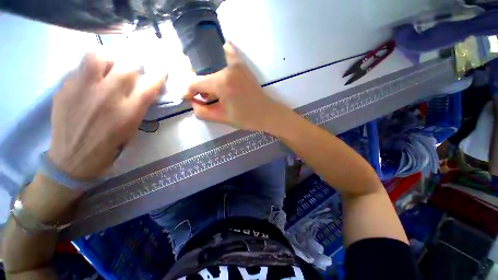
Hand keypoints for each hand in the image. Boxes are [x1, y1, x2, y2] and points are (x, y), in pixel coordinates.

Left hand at [49, 53, 165, 180]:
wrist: (73, 158)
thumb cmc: (109, 145)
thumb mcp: (131, 128)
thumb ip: (137, 107)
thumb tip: (142, 89)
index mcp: (128, 112)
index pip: (149, 86)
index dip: (158, 76)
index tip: (160, 72)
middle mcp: (106, 97)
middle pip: (127, 67)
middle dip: (135, 67)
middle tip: (133, 71)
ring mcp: (82, 90)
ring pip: (98, 57)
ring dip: (108, 60)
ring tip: (108, 68)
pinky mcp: (64, 89)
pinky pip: (79, 69)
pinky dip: (88, 71)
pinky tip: (88, 83)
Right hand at [183, 42, 290, 131]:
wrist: (266, 113)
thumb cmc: (246, 118)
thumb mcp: (222, 118)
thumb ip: (202, 112)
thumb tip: (192, 102)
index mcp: (222, 83)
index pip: (195, 82)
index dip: (188, 91)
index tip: (188, 98)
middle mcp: (226, 67)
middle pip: (200, 67)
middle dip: (195, 81)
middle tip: (200, 93)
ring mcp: (235, 62)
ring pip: (209, 58)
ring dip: (204, 70)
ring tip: (209, 85)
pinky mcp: (242, 63)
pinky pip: (225, 50)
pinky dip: (217, 55)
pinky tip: (216, 68)